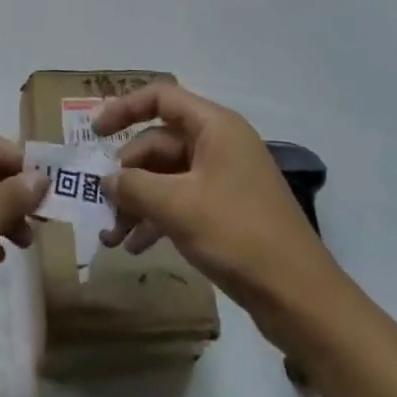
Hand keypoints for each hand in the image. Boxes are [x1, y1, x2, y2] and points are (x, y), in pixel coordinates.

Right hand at [93, 84, 340, 321]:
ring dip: (139, 201)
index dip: (125, 109)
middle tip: (102, 205)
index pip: (161, 98)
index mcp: (214, 126)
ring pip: (168, 176)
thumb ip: (135, 187)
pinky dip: (158, 217)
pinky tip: (136, 246)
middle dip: (128, 174)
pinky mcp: (228, 210)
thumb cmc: (239, 236)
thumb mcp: (178, 208)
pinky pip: (183, 200)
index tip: (94, 133)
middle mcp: (220, 143)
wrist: (301, 298)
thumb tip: (106, 179)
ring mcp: (225, 177)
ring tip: (112, 237)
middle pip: (160, 142)